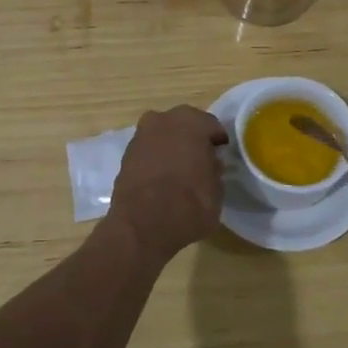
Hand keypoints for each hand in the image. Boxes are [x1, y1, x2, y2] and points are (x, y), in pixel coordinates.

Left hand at [107, 106, 227, 262]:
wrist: (142, 226)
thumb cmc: (189, 204)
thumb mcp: (217, 190)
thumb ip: (214, 169)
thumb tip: (210, 163)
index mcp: (191, 122)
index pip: (211, 125)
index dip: (217, 141)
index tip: (222, 155)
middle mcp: (163, 120)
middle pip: (183, 125)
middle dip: (191, 139)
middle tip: (201, 160)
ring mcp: (140, 136)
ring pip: (162, 136)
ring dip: (171, 148)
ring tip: (180, 171)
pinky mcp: (125, 156)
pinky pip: (148, 152)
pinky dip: (155, 160)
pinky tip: (162, 179)